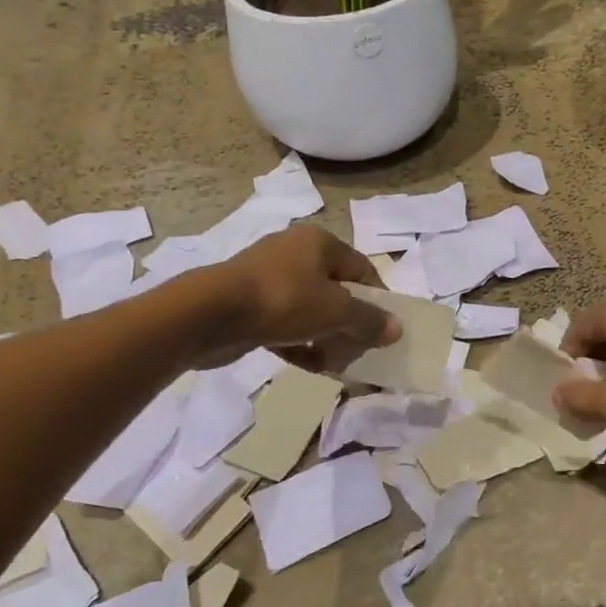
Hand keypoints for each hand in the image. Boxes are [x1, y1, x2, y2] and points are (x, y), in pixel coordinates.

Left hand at [199, 226, 397, 372]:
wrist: (209, 314)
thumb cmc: (283, 301)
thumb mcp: (336, 311)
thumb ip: (369, 321)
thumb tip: (396, 329)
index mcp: (319, 242)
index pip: (362, 269)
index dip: (378, 300)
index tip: (384, 330)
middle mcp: (295, 252)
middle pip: (337, 291)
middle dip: (350, 325)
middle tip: (356, 352)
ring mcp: (268, 277)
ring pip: (310, 310)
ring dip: (326, 337)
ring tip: (333, 364)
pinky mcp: (248, 303)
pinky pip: (285, 323)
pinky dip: (299, 342)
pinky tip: (308, 364)